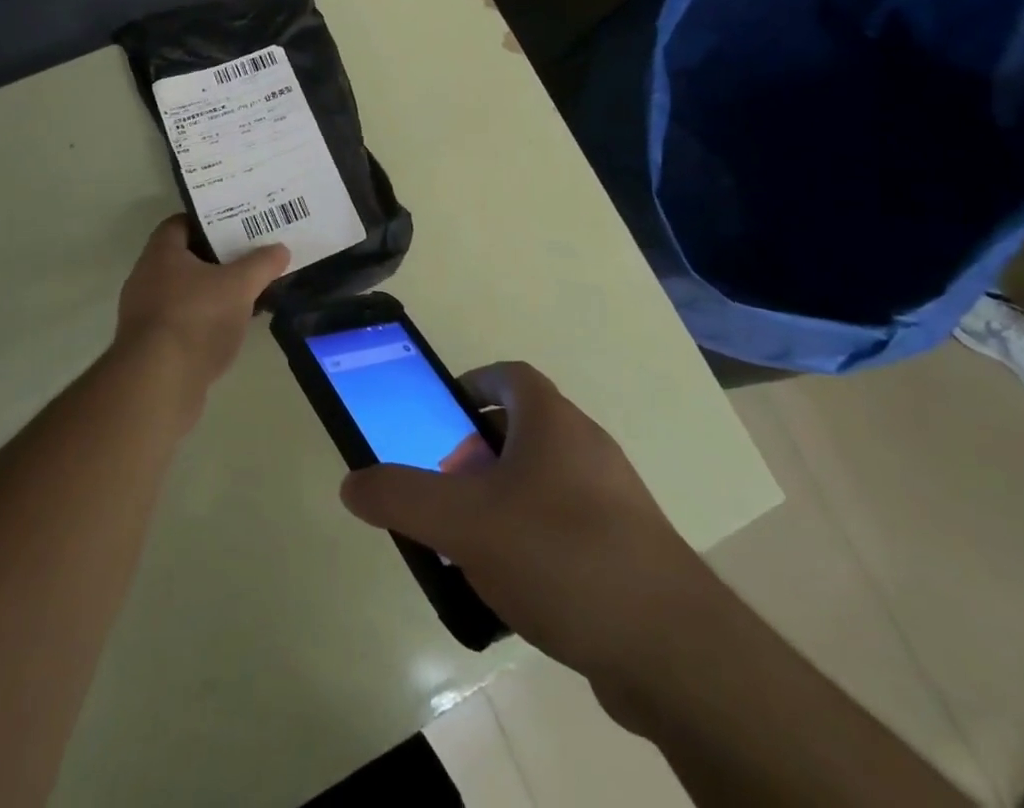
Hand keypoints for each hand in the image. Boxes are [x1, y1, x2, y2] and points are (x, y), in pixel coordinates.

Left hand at [115, 216, 288, 406]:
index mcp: (161, 253)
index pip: (182, 223)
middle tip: (250, 259)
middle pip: (185, 259)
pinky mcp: (150, 346)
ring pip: (185, 293)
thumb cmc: (196, 319)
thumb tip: (280, 249)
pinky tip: (231, 330)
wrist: (158, 384)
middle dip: (217, 259)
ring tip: (247, 295)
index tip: (238, 226)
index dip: (210, 221)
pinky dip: (205, 322)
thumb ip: (262, 264)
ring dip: (212, 293)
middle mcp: (146, 278)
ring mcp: (145, 314)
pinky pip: (182, 322)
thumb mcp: (239, 286)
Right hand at [338, 362, 712, 688]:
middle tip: (447, 486)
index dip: (472, 384)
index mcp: (553, 421)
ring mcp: (614, 498)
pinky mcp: (629, 549)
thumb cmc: (560, 555)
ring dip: (504, 497)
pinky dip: (534, 537)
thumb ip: (402, 497)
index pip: (509, 375)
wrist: (672, 649)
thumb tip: (352, 482)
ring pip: (545, 479)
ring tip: (471, 541)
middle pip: (523, 428)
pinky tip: (515, 586)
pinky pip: (568, 524)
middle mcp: (587, 447)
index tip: (442, 414)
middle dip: (478, 450)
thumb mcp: (464, 523)